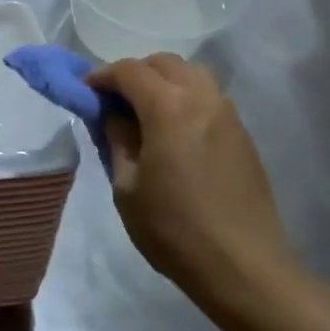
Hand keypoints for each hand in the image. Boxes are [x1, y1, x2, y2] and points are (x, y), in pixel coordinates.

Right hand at [87, 54, 290, 309]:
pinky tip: (174, 131)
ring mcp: (228, 114)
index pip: (129, 71)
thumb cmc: (174, 229)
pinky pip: (209, 97)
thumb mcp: (127, 187)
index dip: (102, 76)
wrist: (244, 266)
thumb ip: (117, 140)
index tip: (85, 91)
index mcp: (169, 107)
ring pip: (191, 74)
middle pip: (163, 63)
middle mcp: (202, 98)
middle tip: (114, 100)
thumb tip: (112, 114)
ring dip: (164, 81)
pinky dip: (185, 98)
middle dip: (135, 73)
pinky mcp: (243, 134)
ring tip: (145, 112)